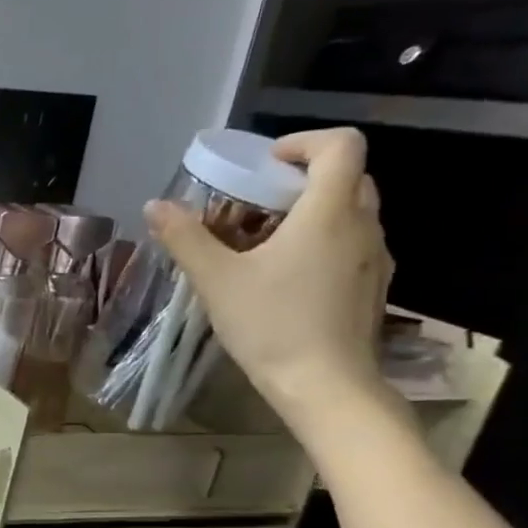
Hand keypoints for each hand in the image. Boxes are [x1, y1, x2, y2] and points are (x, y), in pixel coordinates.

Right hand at [145, 126, 395, 439]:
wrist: (324, 385)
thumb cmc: (271, 324)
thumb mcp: (215, 279)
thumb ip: (185, 238)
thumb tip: (155, 206)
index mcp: (329, 213)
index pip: (340, 146)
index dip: (301, 142)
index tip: (261, 165)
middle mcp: (362, 225)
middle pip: (344, 176)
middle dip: (296, 180)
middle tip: (251, 204)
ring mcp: (373, 256)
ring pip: (348, 211)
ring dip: (306, 212)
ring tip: (258, 242)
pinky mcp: (371, 284)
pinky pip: (348, 242)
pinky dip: (317, 240)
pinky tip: (280, 275)